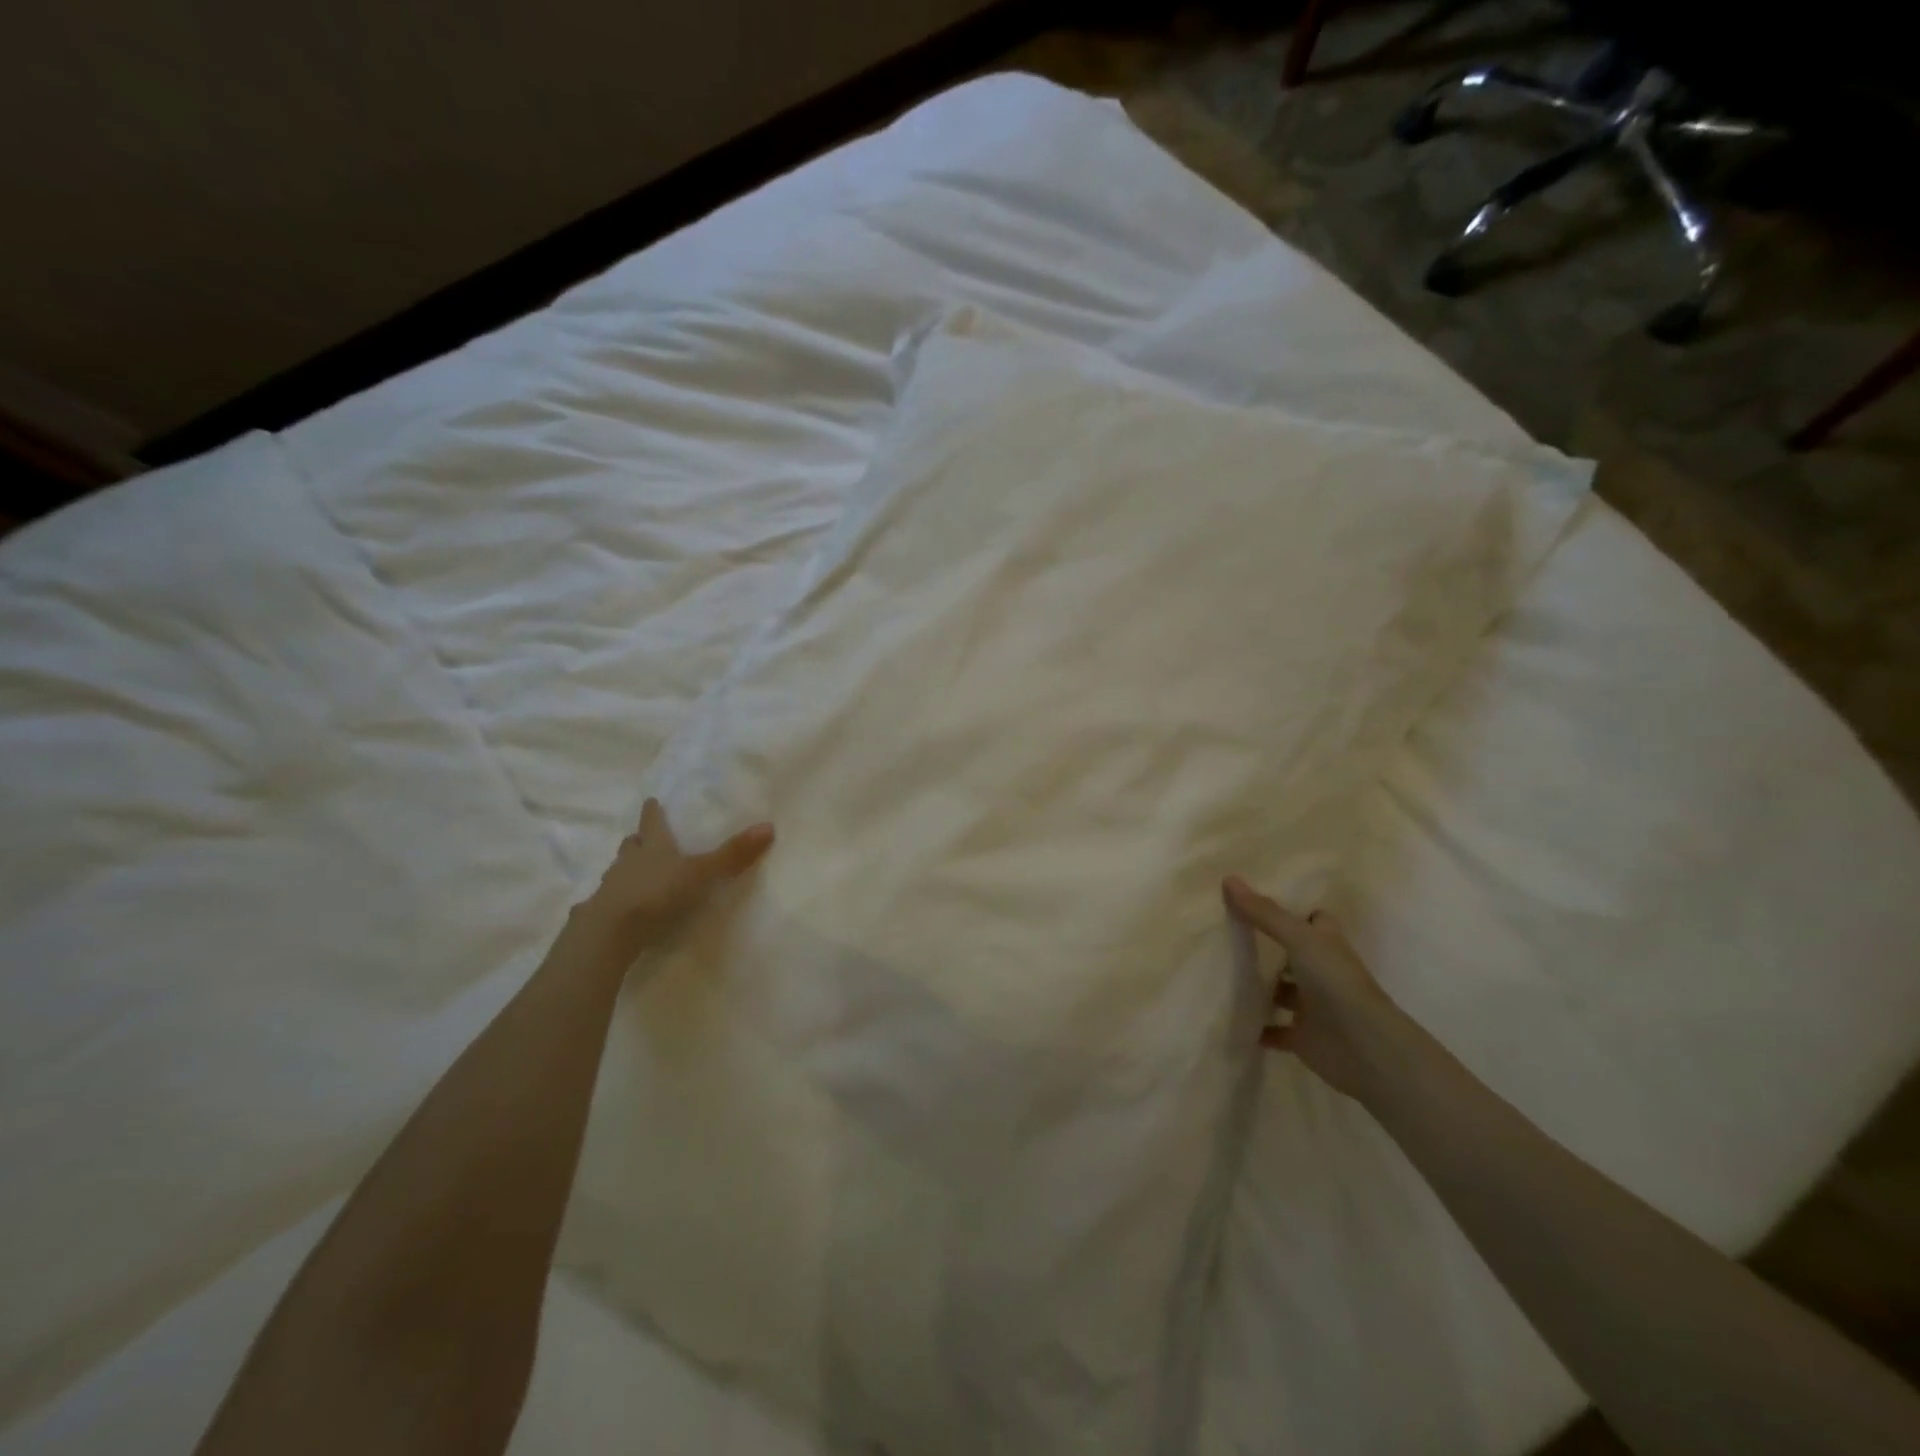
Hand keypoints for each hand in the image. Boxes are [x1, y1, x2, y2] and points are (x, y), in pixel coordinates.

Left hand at [573, 799, 774, 960]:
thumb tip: (769, 826)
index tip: (652, 801)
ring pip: (619, 870)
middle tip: (643, 839)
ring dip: (627, 869)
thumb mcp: (701, 873)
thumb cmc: (658, 893)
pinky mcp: (601, 913)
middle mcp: (629, 861)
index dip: (653, 812)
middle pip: (632, 845)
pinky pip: (610, 899)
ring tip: (636, 873)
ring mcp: (611, 887)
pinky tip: (625, 907)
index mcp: (653, 846)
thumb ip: (732, 855)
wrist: (611, 931)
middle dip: (639, 841)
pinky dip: (619, 898)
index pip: (652, 823)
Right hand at [1222, 876, 1406, 1098]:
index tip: (1255, 902)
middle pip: (1292, 954)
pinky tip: (1230, 1017)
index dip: (1291, 910)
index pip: (1312, 919)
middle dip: (1265, 947)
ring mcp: (1313, 1005)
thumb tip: (1228, 879)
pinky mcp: (1303, 1036)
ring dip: (1258, 987)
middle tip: (1224, 933)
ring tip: (1219, 973)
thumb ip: (1264, 913)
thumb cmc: (1336, 982)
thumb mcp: (1298, 938)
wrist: (1364, 1048)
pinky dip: (1257, 1027)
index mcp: (1326, 944)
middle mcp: (1321, 971)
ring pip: (1281, 991)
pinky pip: (1274, 1029)